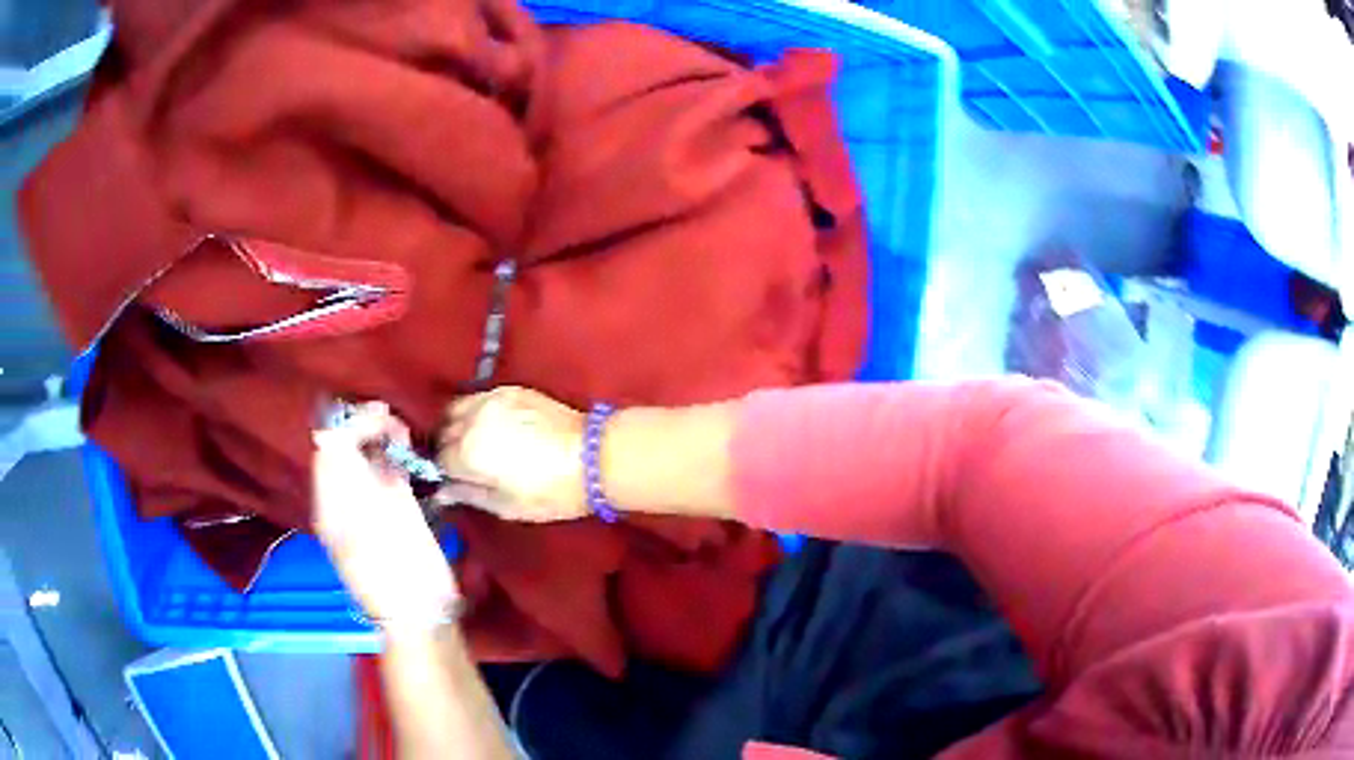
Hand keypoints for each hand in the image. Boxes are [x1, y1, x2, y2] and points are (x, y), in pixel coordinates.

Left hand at [313, 403, 458, 633]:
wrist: (421, 610)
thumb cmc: (389, 570)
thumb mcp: (360, 520)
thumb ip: (344, 477)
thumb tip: (329, 434)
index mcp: (330, 503)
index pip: (330, 449)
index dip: (349, 426)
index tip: (378, 416)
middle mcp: (347, 499)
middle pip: (347, 449)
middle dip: (366, 427)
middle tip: (392, 418)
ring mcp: (373, 505)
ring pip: (369, 458)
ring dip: (382, 437)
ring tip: (401, 431)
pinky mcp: (398, 512)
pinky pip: (389, 472)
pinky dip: (396, 455)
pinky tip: (407, 446)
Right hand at [437, 387, 590, 521]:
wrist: (595, 458)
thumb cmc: (553, 491)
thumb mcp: (507, 506)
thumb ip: (469, 495)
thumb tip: (443, 492)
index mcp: (468, 453)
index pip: (440, 459)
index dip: (447, 472)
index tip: (457, 480)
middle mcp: (474, 420)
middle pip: (444, 431)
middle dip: (448, 447)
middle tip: (465, 464)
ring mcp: (492, 400)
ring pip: (457, 409)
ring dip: (457, 425)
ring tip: (474, 442)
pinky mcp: (511, 390)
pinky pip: (479, 397)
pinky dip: (476, 411)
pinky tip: (491, 426)